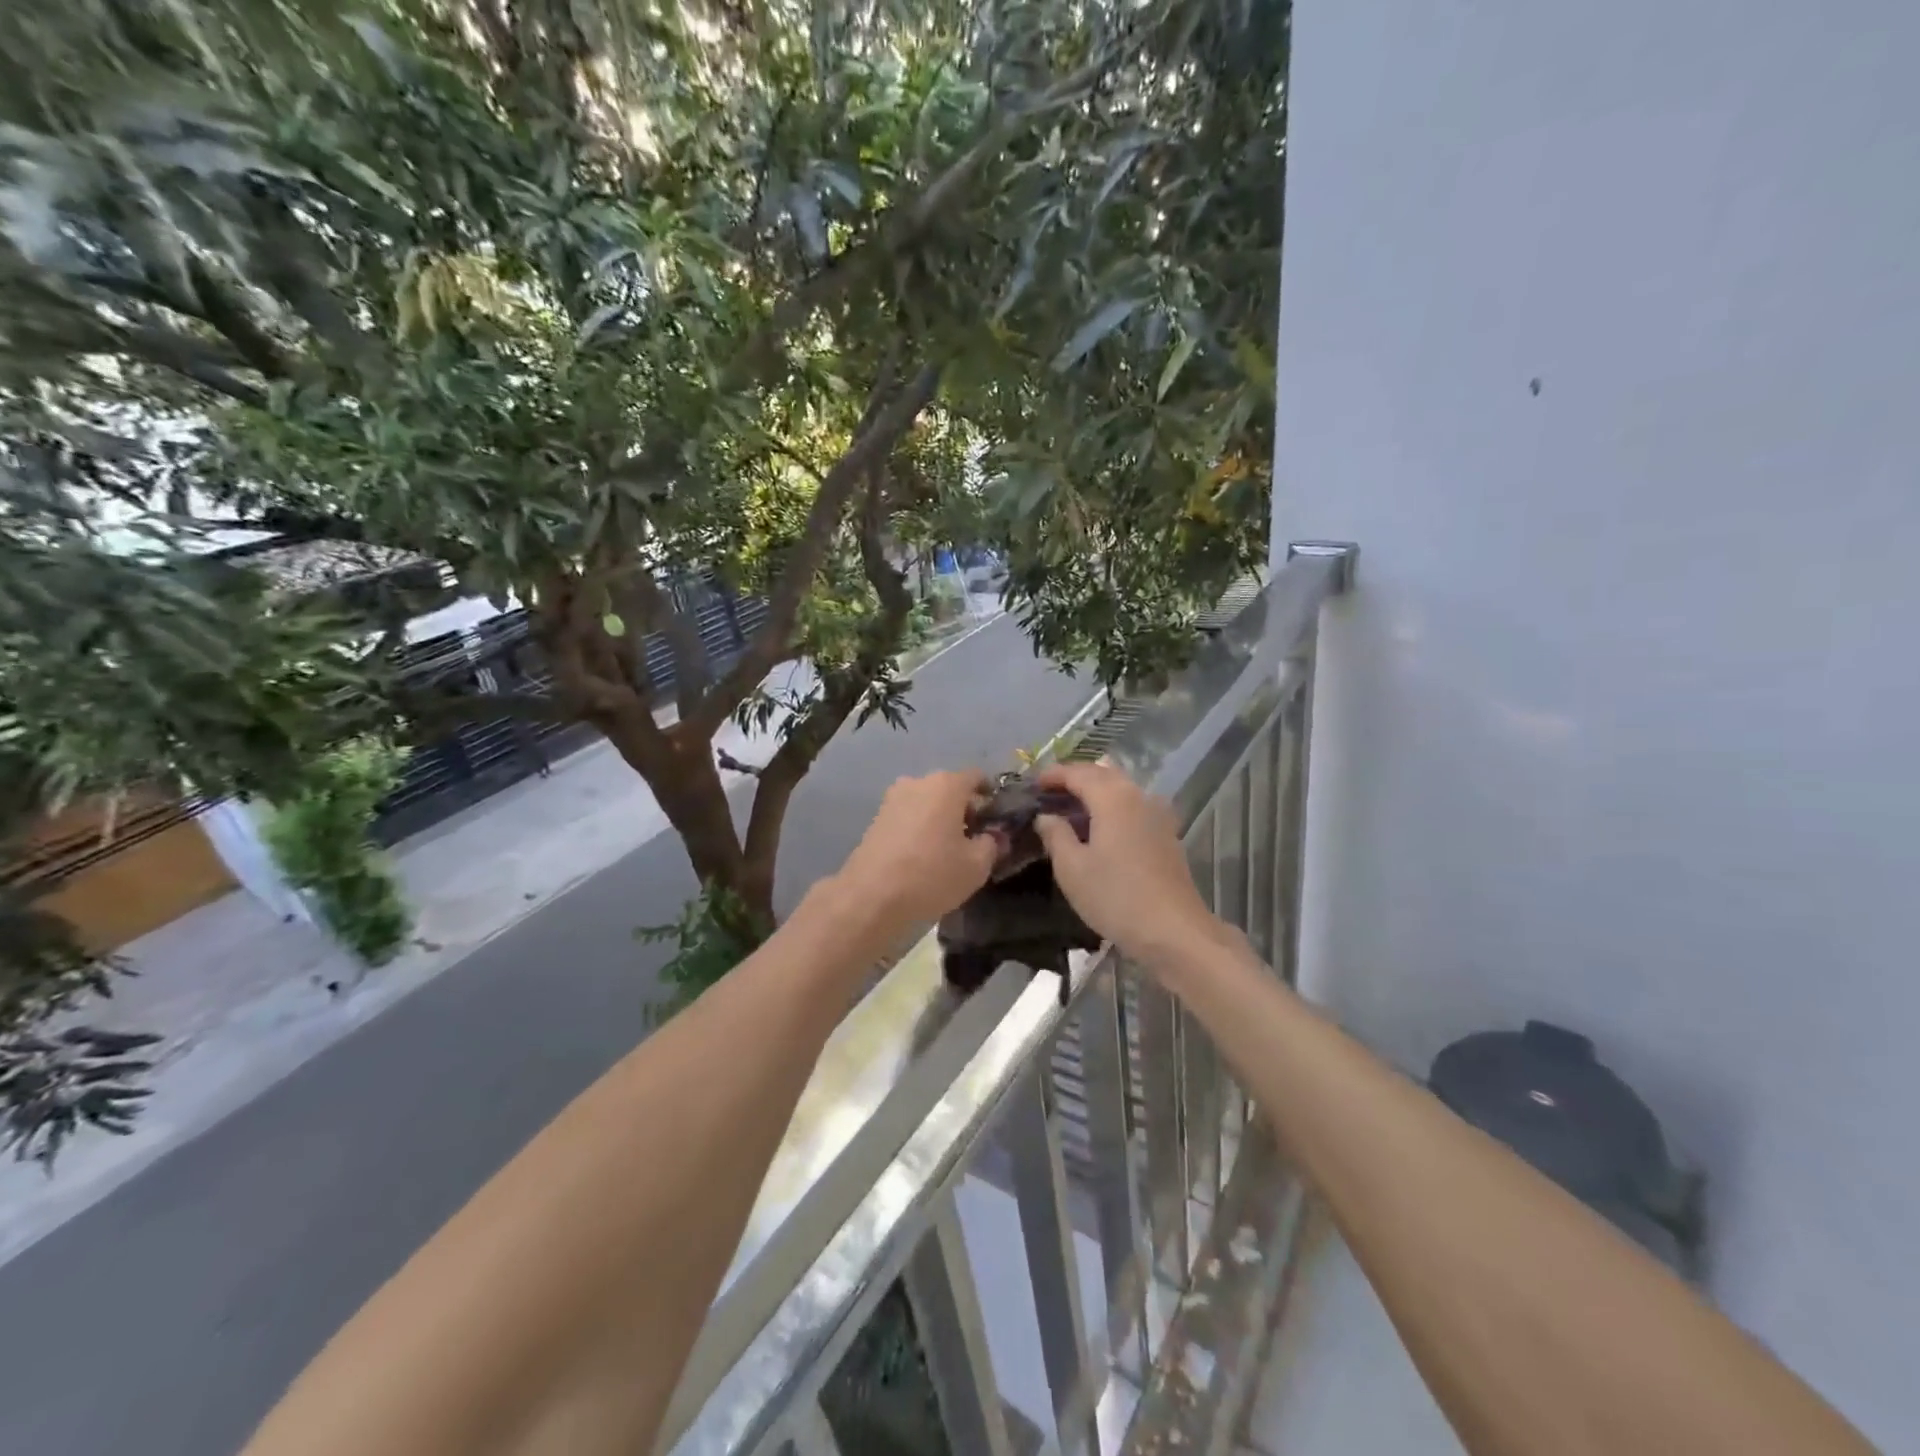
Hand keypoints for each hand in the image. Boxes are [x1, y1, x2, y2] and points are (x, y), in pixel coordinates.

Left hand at [834, 771, 1000, 937]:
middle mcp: (918, 782)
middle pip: (950, 788)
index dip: (990, 796)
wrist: (871, 896)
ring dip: (940, 818)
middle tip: (975, 837)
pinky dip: (920, 827)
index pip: (977, 777)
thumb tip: (994, 836)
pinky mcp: (877, 817)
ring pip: (927, 802)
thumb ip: (992, 845)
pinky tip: (923, 854)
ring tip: (948, 849)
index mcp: (947, 785)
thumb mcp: (976, 866)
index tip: (996, 818)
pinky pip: (909, 815)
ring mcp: (893, 798)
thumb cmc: (932, 874)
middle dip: (964, 809)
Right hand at [1031, 761, 1221, 968]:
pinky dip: (1111, 806)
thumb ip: (1055, 834)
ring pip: (1121, 788)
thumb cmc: (1115, 897)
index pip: (1078, 773)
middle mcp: (1137, 796)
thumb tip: (1045, 816)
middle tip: (1049, 793)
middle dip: (1075, 778)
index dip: (1053, 775)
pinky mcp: (1166, 834)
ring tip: (1071, 809)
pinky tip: (1099, 828)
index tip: (1033, 784)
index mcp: (1112, 797)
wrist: (1173, 931)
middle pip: (1103, 774)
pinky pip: (1132, 806)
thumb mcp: (1072, 868)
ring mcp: (1156, 814)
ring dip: (1094, 791)